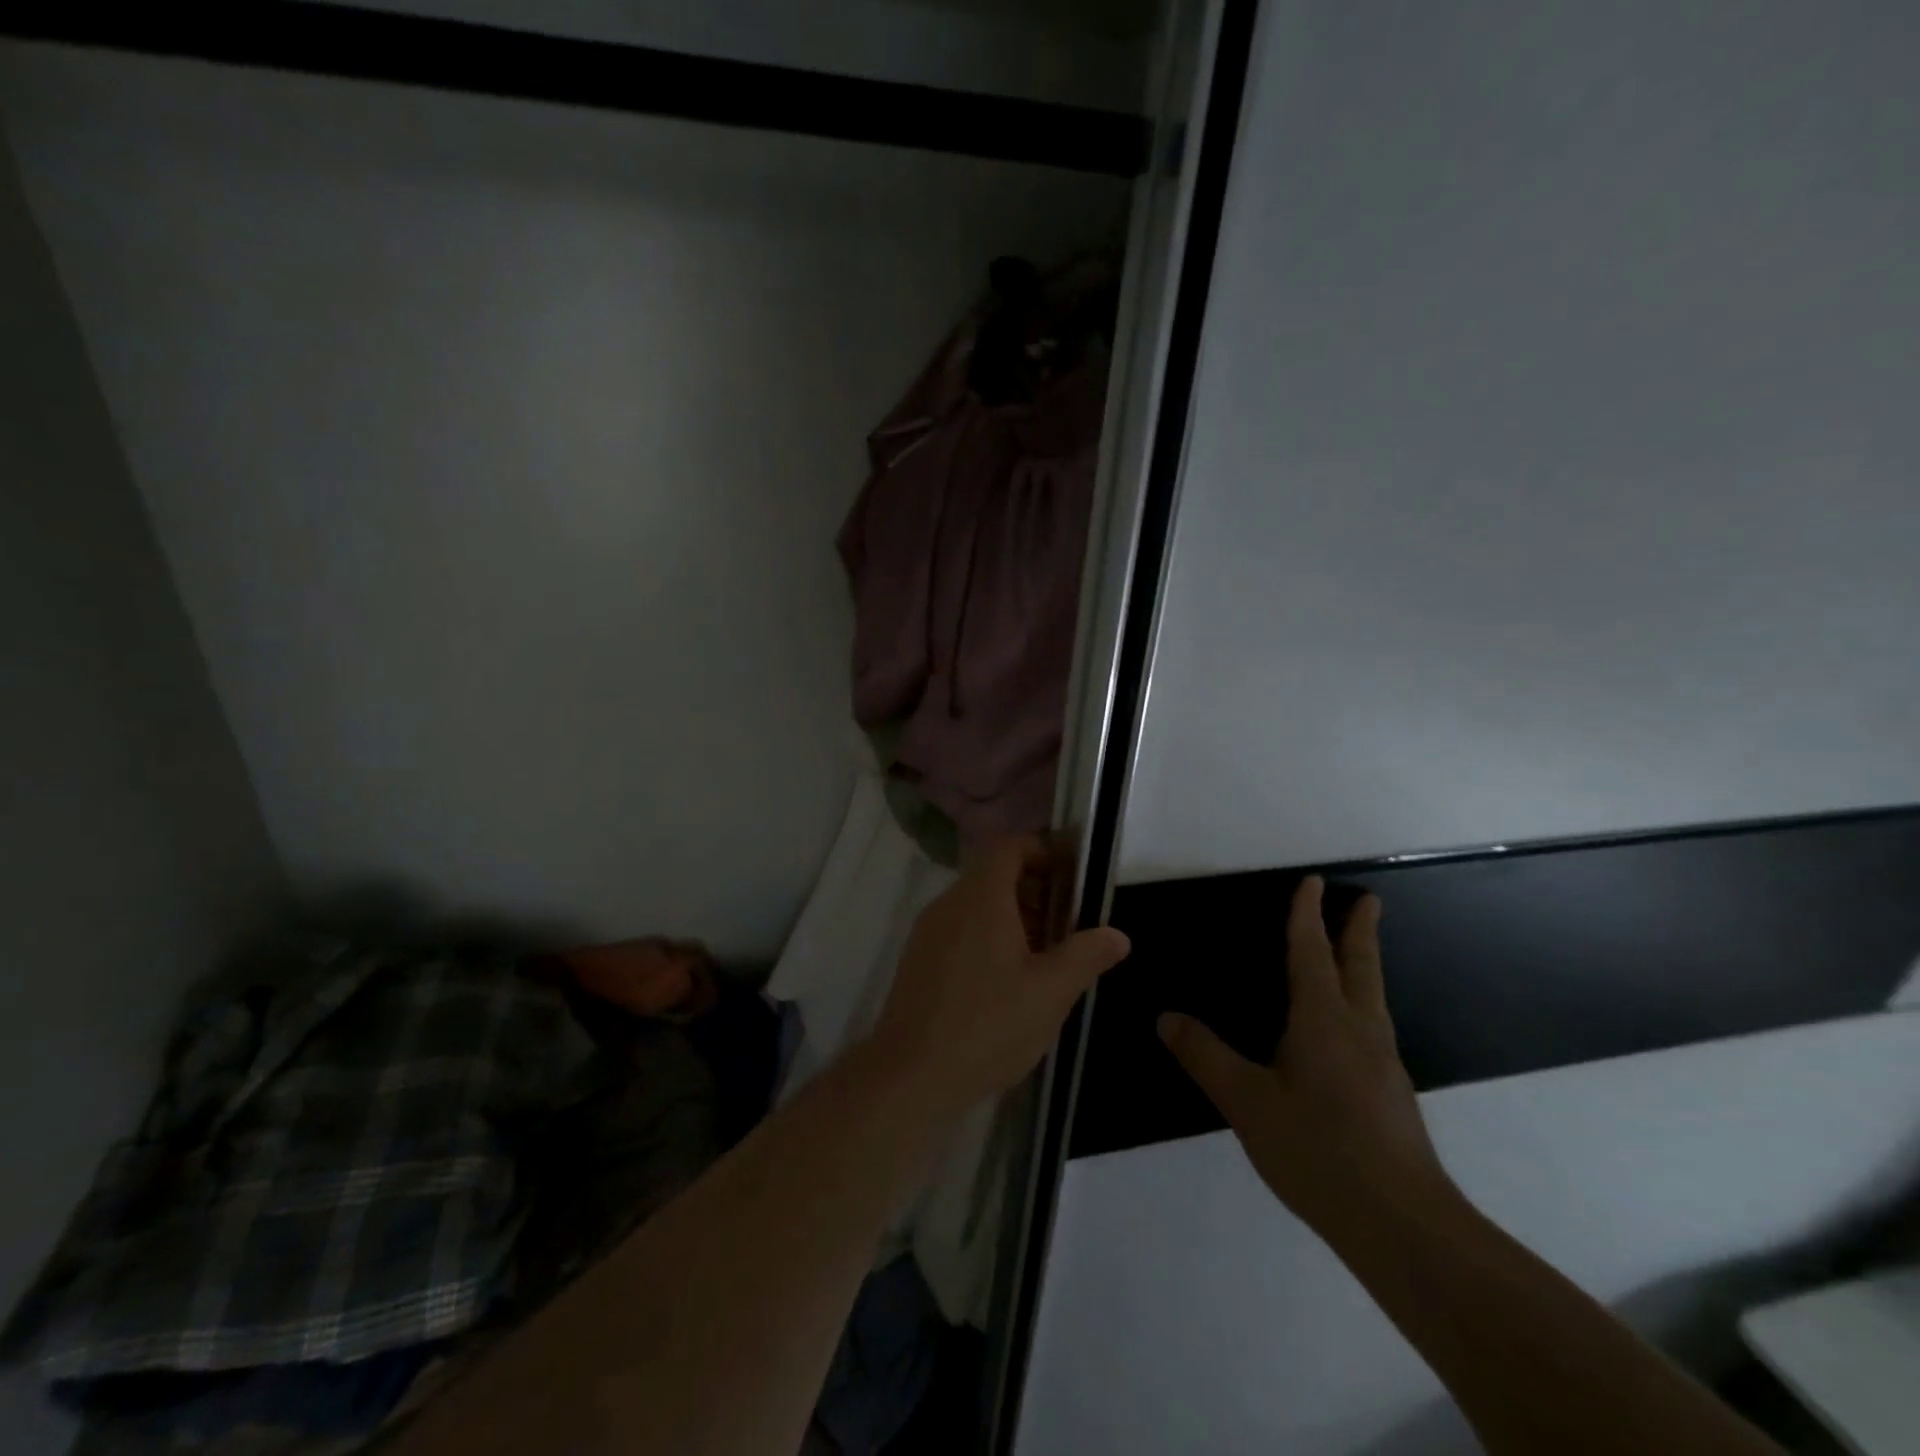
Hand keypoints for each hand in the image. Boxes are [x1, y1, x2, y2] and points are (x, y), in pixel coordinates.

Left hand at [872, 836, 1130, 1118]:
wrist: (910, 1075)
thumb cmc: (988, 1025)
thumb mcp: (1051, 992)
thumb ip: (1086, 956)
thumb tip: (1117, 935)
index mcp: (981, 898)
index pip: (1009, 846)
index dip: (1042, 851)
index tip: (1071, 877)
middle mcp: (949, 903)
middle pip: (993, 874)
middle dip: (1034, 891)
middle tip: (1067, 926)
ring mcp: (928, 932)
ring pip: (975, 904)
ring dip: (1012, 917)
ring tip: (1044, 958)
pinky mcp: (917, 960)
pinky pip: (958, 929)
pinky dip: (987, 937)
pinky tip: (1006, 982)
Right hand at [1158, 877, 1452, 1237]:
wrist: (1402, 1224)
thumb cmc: (1318, 1150)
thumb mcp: (1247, 1102)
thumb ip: (1205, 1056)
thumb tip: (1166, 1017)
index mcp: (1323, 1021)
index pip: (1312, 954)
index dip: (1308, 916)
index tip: (1314, 882)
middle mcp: (1359, 1032)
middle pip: (1360, 968)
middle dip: (1359, 932)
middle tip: (1368, 901)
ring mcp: (1383, 1064)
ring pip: (1373, 998)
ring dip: (1364, 966)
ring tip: (1357, 957)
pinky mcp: (1392, 1096)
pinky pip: (1374, 1030)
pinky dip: (1363, 1006)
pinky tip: (1352, 1034)